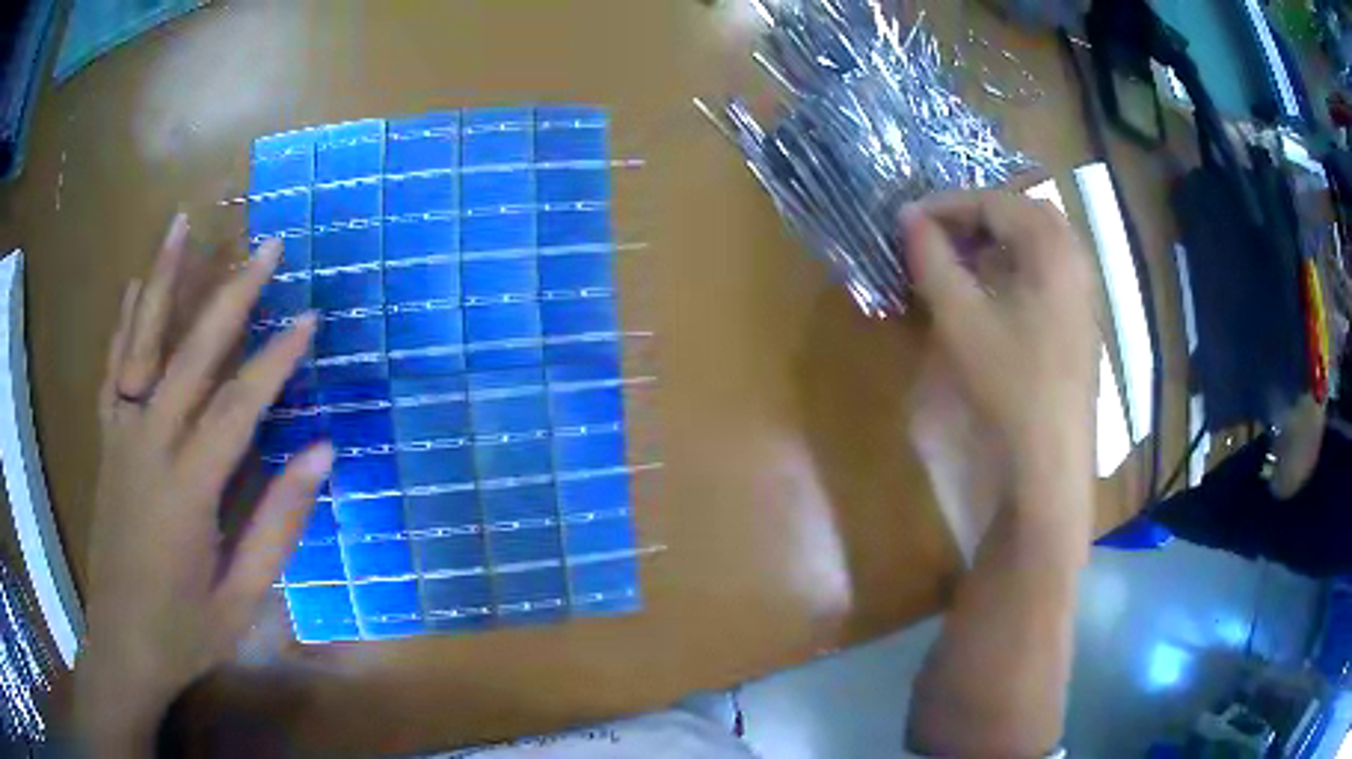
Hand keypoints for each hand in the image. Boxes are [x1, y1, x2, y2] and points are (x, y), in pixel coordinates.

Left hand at [74, 214, 332, 755]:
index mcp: (186, 491)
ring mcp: (120, 438)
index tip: (309, 317)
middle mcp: (148, 447)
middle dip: (231, 295)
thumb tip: (320, 453)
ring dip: (162, 280)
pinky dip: (123, 324)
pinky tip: (132, 287)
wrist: (122, 647)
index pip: (237, 407)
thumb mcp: (241, 598)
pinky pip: (112, 371)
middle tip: (267, 246)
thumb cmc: (185, 633)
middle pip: (190, 355)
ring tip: (181, 225)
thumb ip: (277, 524)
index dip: (276, 360)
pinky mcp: (106, 443)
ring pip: (140, 344)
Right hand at [902, 191, 1096, 519]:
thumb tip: (909, 218)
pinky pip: (1049, 270)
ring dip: (998, 238)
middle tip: (939, 234)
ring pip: (1039, 241)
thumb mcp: (961, 319)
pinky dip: (1017, 264)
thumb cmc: (1008, 385)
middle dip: (977, 214)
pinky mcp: (1080, 319)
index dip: (947, 204)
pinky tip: (994, 292)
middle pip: (1024, 211)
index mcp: (1052, 248)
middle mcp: (1076, 259)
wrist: (1050, 461)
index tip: (908, 220)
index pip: (996, 201)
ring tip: (961, 260)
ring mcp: (1083, 291)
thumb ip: (932, 260)